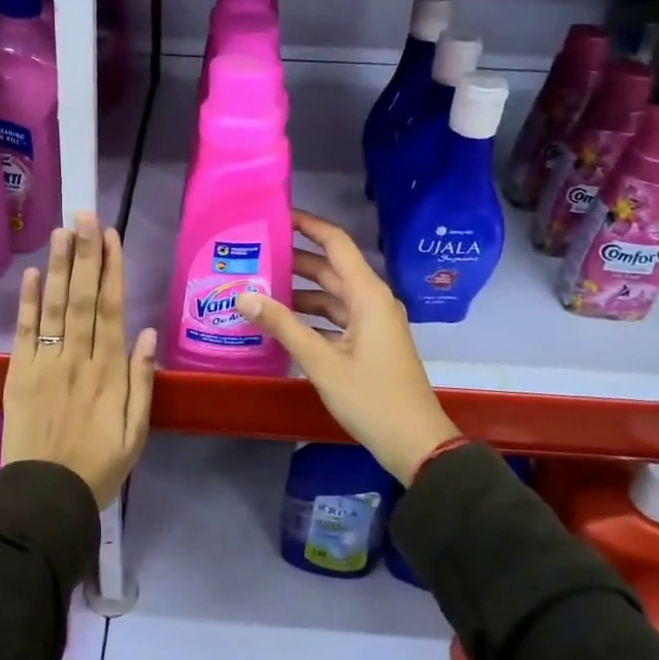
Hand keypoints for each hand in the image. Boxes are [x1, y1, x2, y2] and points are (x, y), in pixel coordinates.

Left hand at [1, 211, 157, 507]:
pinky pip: (24, 332)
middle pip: (82, 297)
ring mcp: (45, 364)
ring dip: (58, 267)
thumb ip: (143, 381)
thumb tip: (148, 333)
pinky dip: (28, 302)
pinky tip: (32, 274)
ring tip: (61, 231)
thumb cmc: (99, 466)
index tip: (111, 236)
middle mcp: (78, 358)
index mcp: (110, 371)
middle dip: (85, 254)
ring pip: (54, 307)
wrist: (46, 498)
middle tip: (85, 215)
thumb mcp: (137, 432)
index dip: (111, 270)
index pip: (111, 308)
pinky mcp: (18, 374)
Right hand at [236, 209, 458, 485]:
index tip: (276, 216)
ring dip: (299, 291)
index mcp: (367, 294)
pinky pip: (336, 317)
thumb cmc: (371, 397)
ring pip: (331, 295)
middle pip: (330, 268)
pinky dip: (310, 316)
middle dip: (295, 259)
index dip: (308, 225)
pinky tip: (281, 323)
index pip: (336, 243)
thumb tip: (243, 296)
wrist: (415, 443)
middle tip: (255, 253)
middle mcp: (372, 300)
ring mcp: (373, 323)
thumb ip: (282, 325)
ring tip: (258, 287)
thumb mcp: (321, 361)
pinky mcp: (369, 343)